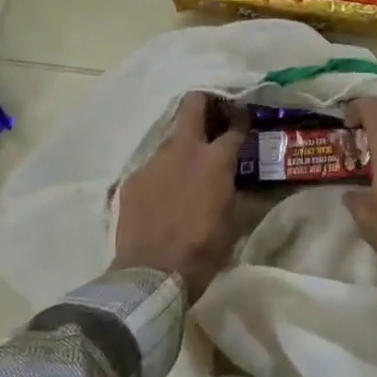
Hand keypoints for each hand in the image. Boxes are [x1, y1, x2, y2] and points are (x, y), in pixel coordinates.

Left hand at [113, 92, 246, 300]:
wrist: (152, 274)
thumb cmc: (203, 251)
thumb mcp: (231, 220)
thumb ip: (229, 190)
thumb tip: (229, 181)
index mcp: (216, 160)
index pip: (234, 127)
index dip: (241, 120)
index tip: (243, 117)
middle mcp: (184, 150)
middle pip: (192, 106)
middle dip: (203, 102)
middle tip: (212, 112)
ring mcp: (154, 162)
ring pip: (171, 141)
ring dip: (182, 148)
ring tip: (186, 168)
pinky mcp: (133, 179)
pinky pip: (152, 168)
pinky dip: (162, 175)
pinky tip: (163, 194)